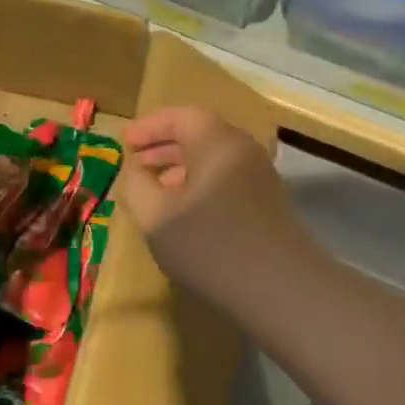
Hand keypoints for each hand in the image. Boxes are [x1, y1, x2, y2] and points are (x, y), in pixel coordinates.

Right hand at [119, 106, 305, 294]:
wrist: (280, 289)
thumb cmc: (210, 245)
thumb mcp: (156, 217)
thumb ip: (137, 185)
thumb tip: (136, 170)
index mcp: (217, 141)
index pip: (181, 116)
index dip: (149, 127)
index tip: (124, 143)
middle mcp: (243, 149)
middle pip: (200, 134)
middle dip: (164, 147)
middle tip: (136, 163)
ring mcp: (260, 176)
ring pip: (214, 159)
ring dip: (182, 168)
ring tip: (155, 190)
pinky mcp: (268, 202)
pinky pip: (227, 179)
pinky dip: (201, 185)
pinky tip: (186, 213)